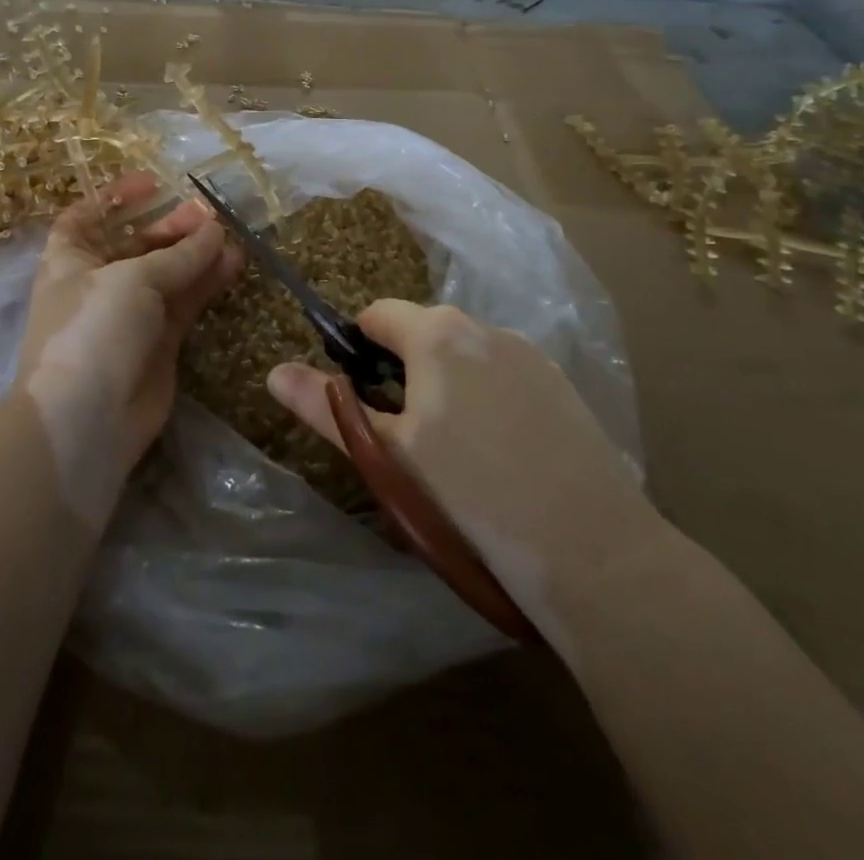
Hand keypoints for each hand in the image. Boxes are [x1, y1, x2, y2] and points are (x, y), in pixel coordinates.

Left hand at [16, 173, 242, 519]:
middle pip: (137, 242)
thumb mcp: (133, 280)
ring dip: (196, 252)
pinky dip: (207, 282)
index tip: (153, 183)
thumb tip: (216, 228)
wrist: (87, 419)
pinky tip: (234, 263)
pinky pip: (186, 301)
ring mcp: (131, 313)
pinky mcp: (160, 341)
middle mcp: (99, 282)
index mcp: (71, 259)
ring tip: (231, 234)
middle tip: (208, 213)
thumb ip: (179, 254)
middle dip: (170, 225)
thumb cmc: (93, 330)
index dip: (115, 198)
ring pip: (168, 273)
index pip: (87, 217)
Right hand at [267, 301, 654, 595]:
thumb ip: (326, 407)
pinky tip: (499, 456)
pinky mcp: (561, 384)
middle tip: (403, 437)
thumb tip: (274, 372)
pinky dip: (486, 398)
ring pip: (464, 356)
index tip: (360, 401)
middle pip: (422, 334)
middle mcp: (483, 327)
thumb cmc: (469, 495)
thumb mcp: (386, 453)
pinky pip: (503, 375)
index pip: (376, 315)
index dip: (357, 350)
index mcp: (436, 334)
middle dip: (401, 371)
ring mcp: (528, 353)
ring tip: (453, 454)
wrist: (589, 548)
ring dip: (444, 385)